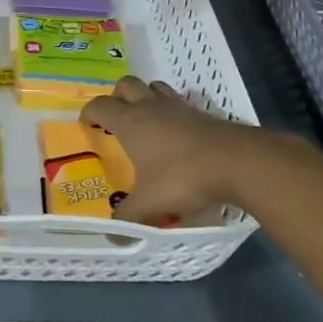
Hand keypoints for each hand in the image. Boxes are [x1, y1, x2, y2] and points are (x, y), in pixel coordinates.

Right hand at [81, 76, 264, 224]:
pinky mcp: (201, 112)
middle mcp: (150, 107)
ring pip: (153, 86)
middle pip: (125, 85)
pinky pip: (178, 101)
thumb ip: (128, 218)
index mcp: (130, 122)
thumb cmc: (183, 177)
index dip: (89, 112)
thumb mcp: (150, 203)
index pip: (100, 105)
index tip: (86, 125)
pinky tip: (175, 132)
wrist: (236, 162)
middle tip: (115, 118)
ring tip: (145, 119)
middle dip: (116, 97)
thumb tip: (112, 237)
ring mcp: (177, 106)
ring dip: (145, 96)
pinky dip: (171, 110)